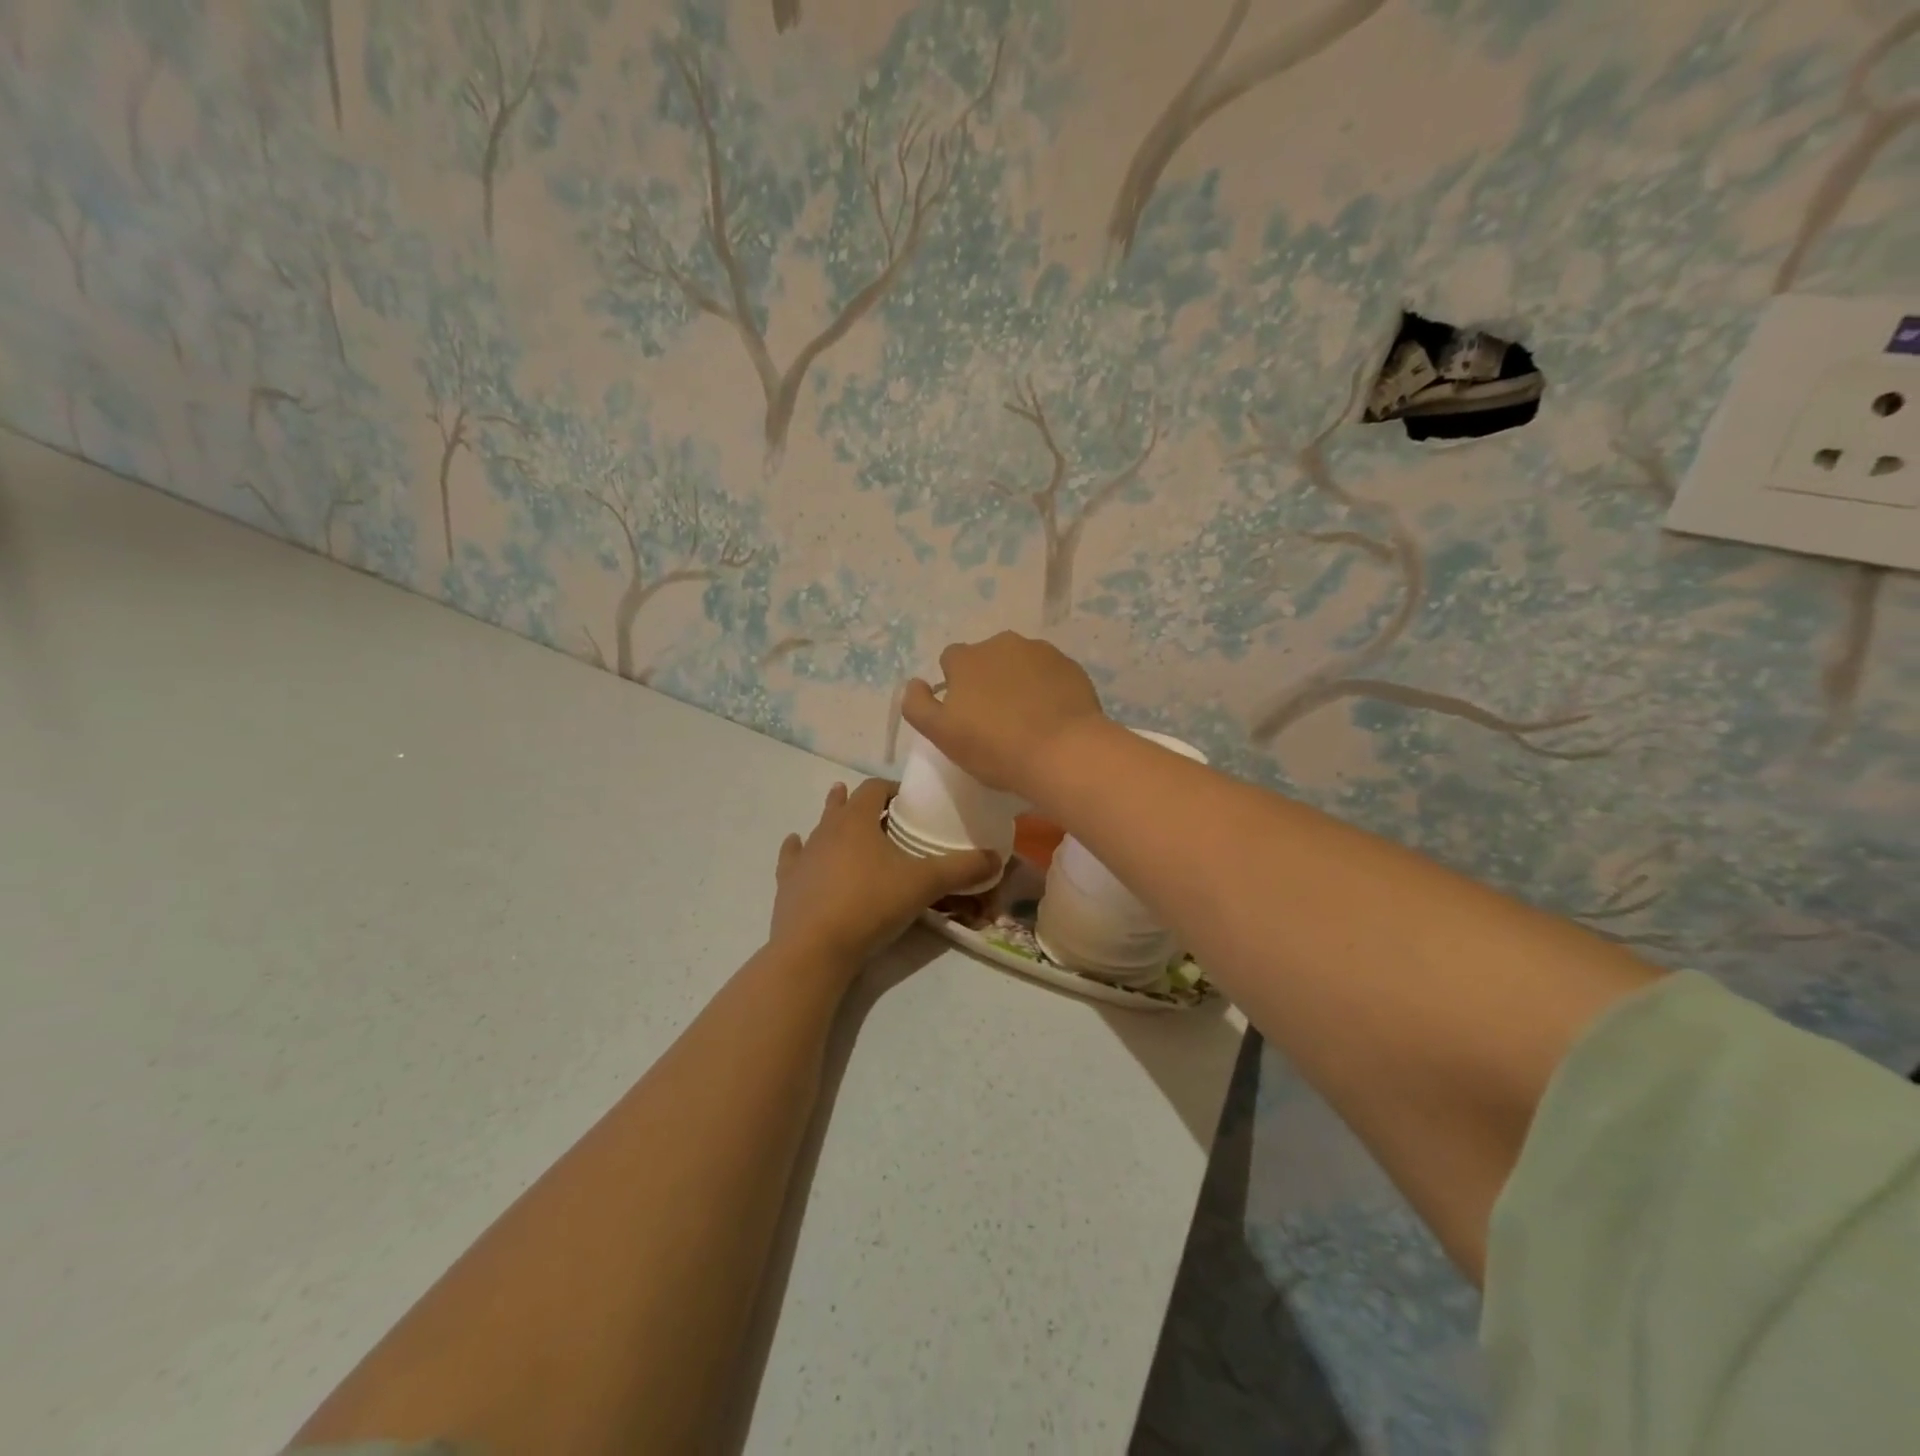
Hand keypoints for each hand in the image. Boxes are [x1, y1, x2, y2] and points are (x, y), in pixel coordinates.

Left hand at [769, 779, 999, 968]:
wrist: (814, 949)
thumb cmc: (871, 905)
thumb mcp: (924, 884)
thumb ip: (962, 868)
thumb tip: (997, 856)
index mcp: (857, 820)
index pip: (874, 788)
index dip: (892, 789)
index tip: (908, 800)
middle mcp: (827, 830)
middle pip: (844, 804)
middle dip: (863, 803)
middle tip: (882, 813)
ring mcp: (803, 856)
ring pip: (818, 828)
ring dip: (833, 822)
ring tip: (842, 818)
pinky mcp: (787, 883)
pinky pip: (792, 857)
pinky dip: (798, 850)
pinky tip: (797, 845)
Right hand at [900, 632, 1108, 801]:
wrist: (1063, 752)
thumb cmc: (995, 747)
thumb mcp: (942, 734)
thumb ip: (918, 705)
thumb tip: (914, 683)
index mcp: (967, 658)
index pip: (951, 661)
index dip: (956, 686)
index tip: (965, 714)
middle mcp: (1002, 643)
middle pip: (987, 658)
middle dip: (988, 680)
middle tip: (996, 718)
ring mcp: (1041, 652)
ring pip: (1021, 663)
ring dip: (1018, 681)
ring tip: (1027, 718)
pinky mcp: (1070, 666)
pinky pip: (1050, 674)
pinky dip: (1047, 688)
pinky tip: (1052, 716)